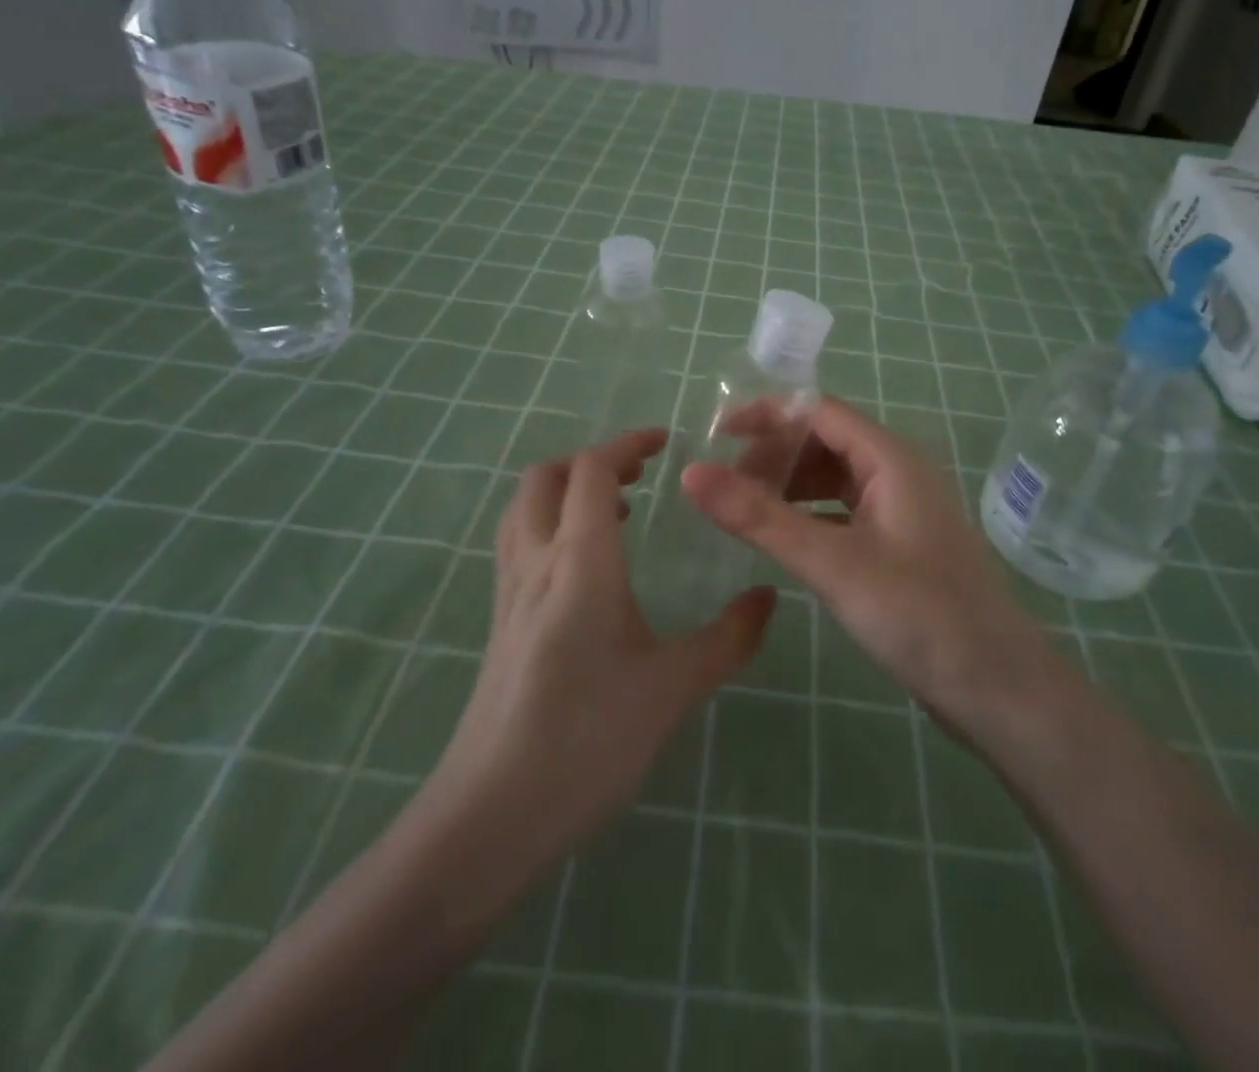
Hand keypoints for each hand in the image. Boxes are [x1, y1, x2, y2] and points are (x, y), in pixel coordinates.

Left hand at [430, 429, 774, 876]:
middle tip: (639, 475)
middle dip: (590, 460)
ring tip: (614, 512)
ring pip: (523, 508)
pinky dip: (549, 525)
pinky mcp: (499, 623)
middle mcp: (535, 562)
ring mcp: (508, 593)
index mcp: (579, 561)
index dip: (627, 443)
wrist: (489, 817)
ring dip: (564, 490)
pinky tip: (584, 569)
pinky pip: (518, 544)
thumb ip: (728, 638)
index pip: (591, 470)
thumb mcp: (673, 688)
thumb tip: (769, 597)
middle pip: (544, 477)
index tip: (664, 442)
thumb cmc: (587, 741)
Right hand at [682, 399, 1065, 746]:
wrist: (999, 689)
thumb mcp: (831, 563)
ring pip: (836, 478)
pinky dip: (811, 514)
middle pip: (826, 440)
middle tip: (725, 484)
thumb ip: (759, 517)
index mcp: (891, 459)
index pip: (819, 411)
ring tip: (747, 511)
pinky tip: (787, 539)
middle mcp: (900, 472)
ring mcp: (904, 510)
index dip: (767, 415)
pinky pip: (847, 511)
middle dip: (775, 454)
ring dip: (791, 485)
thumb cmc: (919, 615)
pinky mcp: (903, 545)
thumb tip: (690, 473)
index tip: (716, 435)